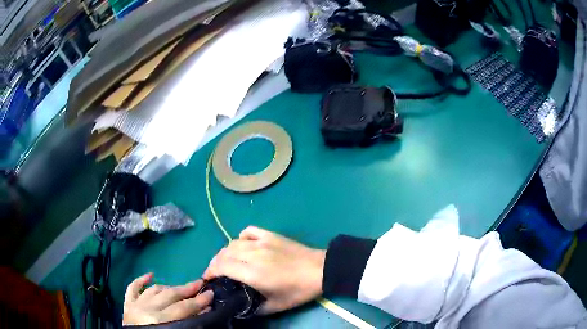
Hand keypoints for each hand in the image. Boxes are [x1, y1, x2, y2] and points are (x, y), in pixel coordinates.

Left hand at [123, 273, 213, 324]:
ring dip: (169, 287)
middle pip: (170, 295)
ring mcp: (135, 305)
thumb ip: (189, 324)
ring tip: (181, 287)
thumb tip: (204, 310)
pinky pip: (132, 288)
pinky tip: (150, 275)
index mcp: (158, 320)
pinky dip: (140, 280)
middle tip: (200, 283)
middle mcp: (146, 309)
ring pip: (154, 290)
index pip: (183, 308)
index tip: (210, 293)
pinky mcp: (127, 305)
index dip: (199, 301)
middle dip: (187, 289)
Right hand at [203, 226, 325, 314]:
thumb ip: (255, 309)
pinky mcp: (270, 235)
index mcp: (252, 273)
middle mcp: (252, 254)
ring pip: (233, 243)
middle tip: (216, 273)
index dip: (210, 271)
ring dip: (225, 252)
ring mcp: (261, 242)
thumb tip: (241, 309)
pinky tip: (244, 245)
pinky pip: (248, 231)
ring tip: (227, 261)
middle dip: (215, 263)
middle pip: (224, 253)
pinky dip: (241, 238)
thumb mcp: (276, 306)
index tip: (207, 278)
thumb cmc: (299, 290)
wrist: (320, 270)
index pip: (221, 266)